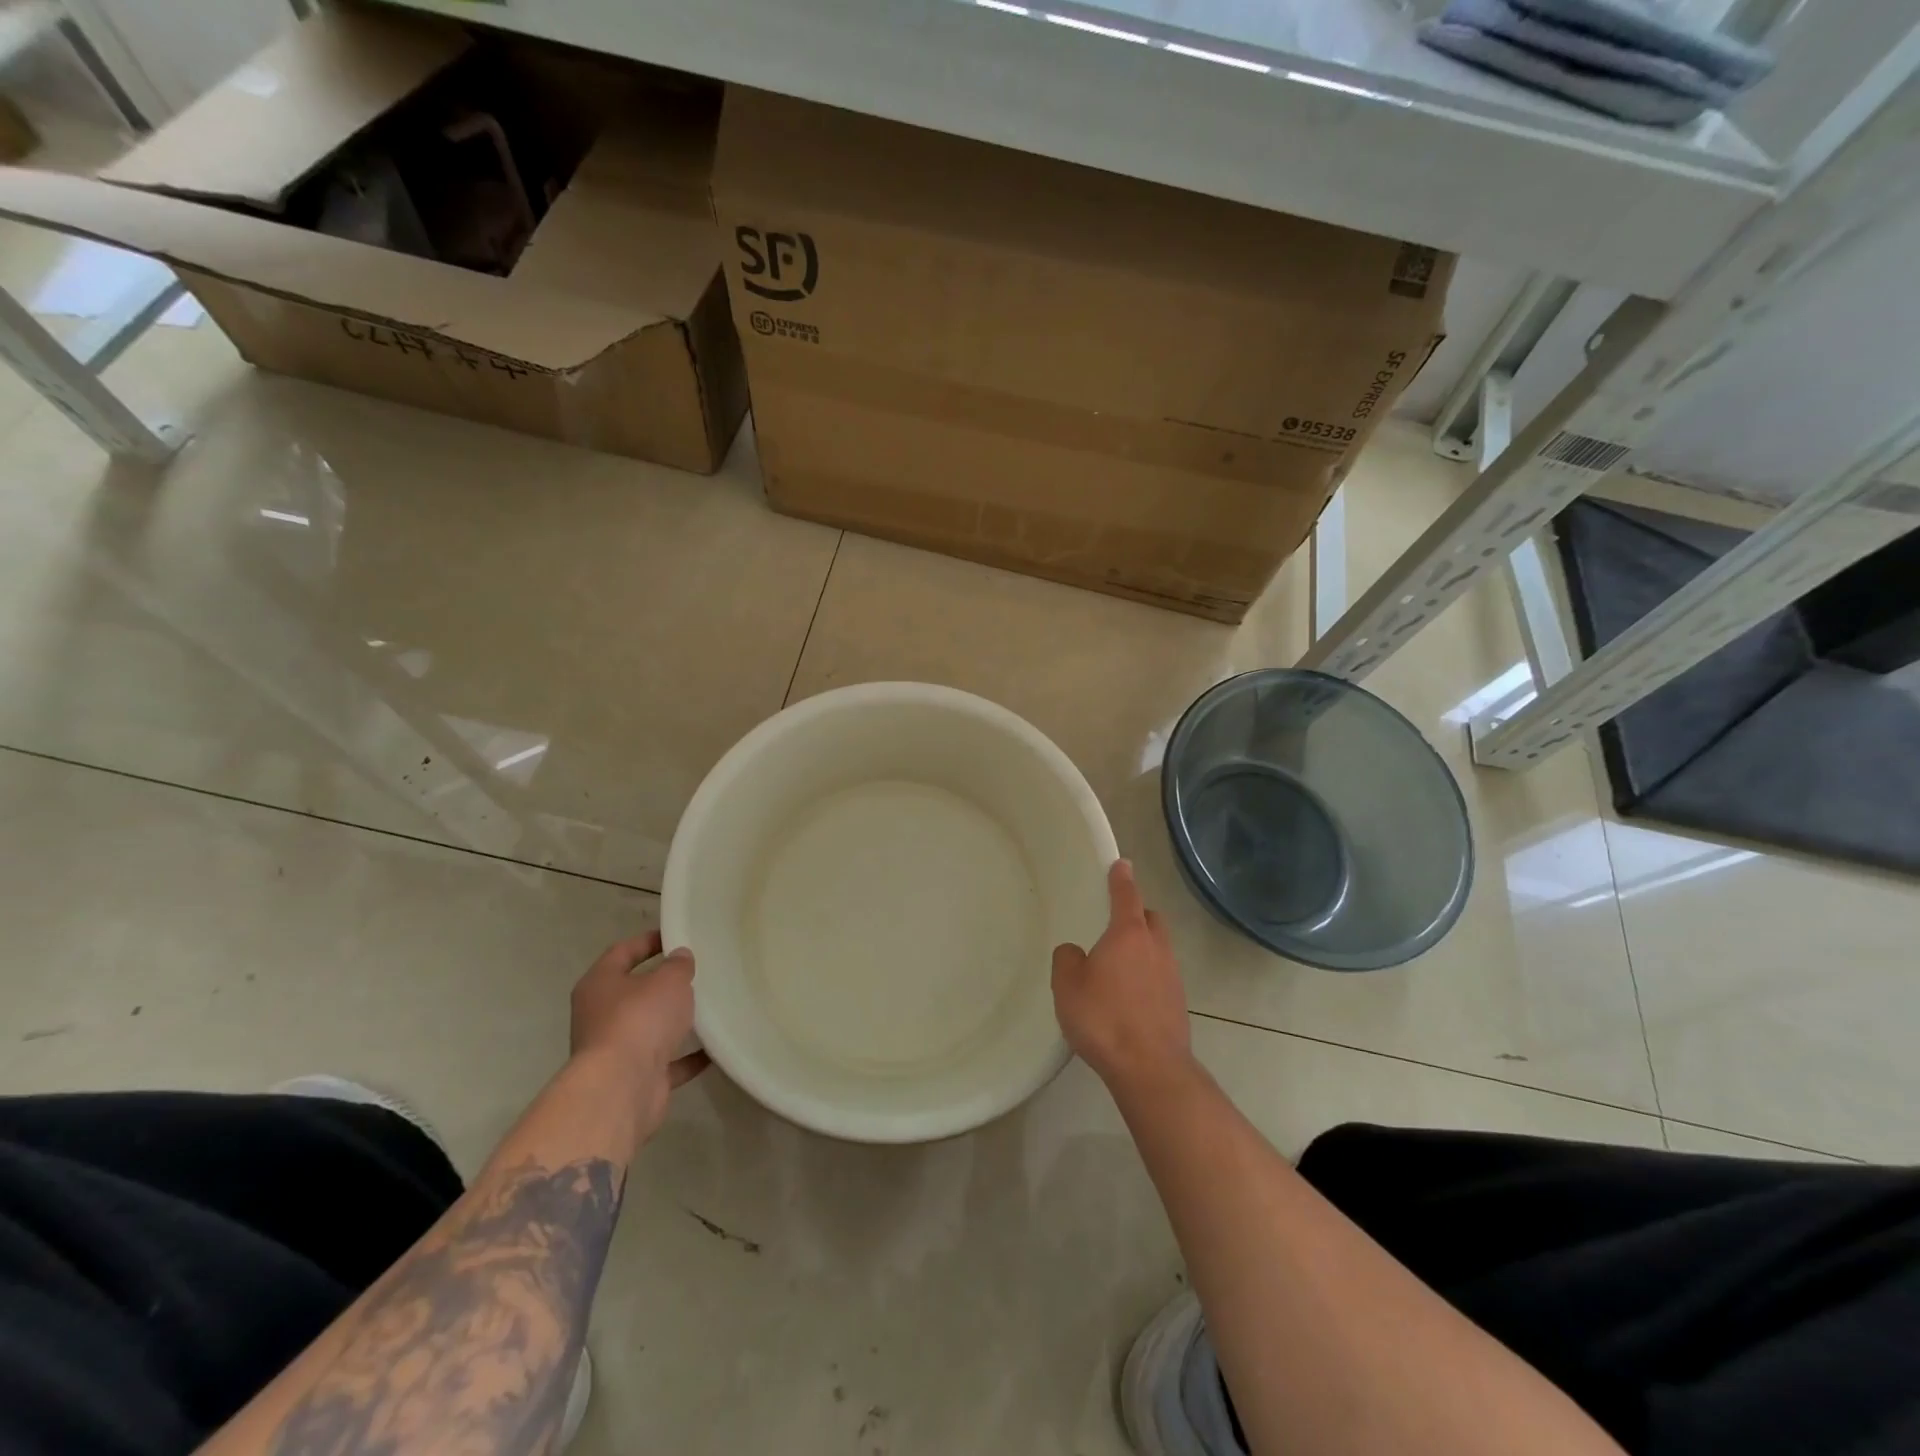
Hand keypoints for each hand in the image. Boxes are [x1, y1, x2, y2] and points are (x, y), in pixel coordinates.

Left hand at [570, 931, 708, 1133]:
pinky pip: (666, 1062)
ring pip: (648, 1028)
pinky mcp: (634, 1078)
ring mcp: (615, 1050)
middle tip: (695, 972)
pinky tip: (712, 1049)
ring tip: (706, 1008)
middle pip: (633, 993)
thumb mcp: (668, 980)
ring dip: (673, 1022)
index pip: (621, 952)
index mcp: (599, 985)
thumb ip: (678, 965)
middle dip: (662, 984)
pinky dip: (687, 1057)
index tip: (674, 935)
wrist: (621, 1088)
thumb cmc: (640, 1019)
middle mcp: (600, 1016)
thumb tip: (679, 957)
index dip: (647, 941)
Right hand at [1051, 860, 1194, 1095]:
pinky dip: (1147, 975)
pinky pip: (1161, 975)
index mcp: (1128, 934)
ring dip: (1142, 947)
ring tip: (1118, 965)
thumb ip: (1067, 960)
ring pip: (1158, 947)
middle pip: (1150, 918)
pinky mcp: (1178, 1002)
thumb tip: (1076, 952)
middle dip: (1136, 913)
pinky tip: (1129, 996)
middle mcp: (1155, 947)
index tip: (1121, 864)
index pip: (1126, 895)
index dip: (1122, 878)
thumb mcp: (1067, 986)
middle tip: (1116, 922)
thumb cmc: (1104, 1019)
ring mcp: (1172, 975)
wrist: (1150, 1068)